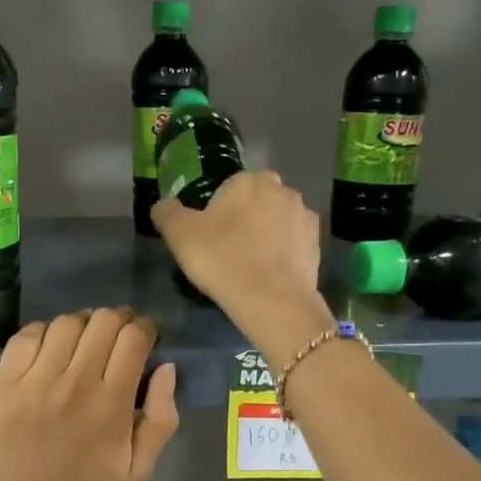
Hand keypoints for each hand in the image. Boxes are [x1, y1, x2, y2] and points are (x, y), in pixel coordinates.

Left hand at [0, 309, 178, 480]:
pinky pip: (26, 336)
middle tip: (117, 336)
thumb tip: (166, 368)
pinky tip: (50, 348)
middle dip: (118, 320)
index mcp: (111, 404)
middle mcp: (74, 383)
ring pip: (66, 323)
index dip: (145, 328)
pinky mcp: (3, 384)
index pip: (134, 338)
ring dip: (83, 323)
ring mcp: (34, 381)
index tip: (145, 336)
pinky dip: (44, 331)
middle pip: (103, 321)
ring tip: (84, 340)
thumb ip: (161, 418)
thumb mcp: (138, 471)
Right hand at [152, 171, 334, 355]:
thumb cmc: (221, 259)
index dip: (215, 213)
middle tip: (227, 252)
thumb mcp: (179, 234)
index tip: (208, 238)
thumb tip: (163, 205)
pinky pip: (293, 244)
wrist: (272, 300)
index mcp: (249, 180)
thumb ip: (166, 212)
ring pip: (277, 222)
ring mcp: (304, 216)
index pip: (227, 188)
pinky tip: (268, 276)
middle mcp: (282, 190)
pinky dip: (282, 255)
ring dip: (266, 236)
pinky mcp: (317, 244)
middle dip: (244, 220)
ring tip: (249, 267)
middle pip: (255, 202)